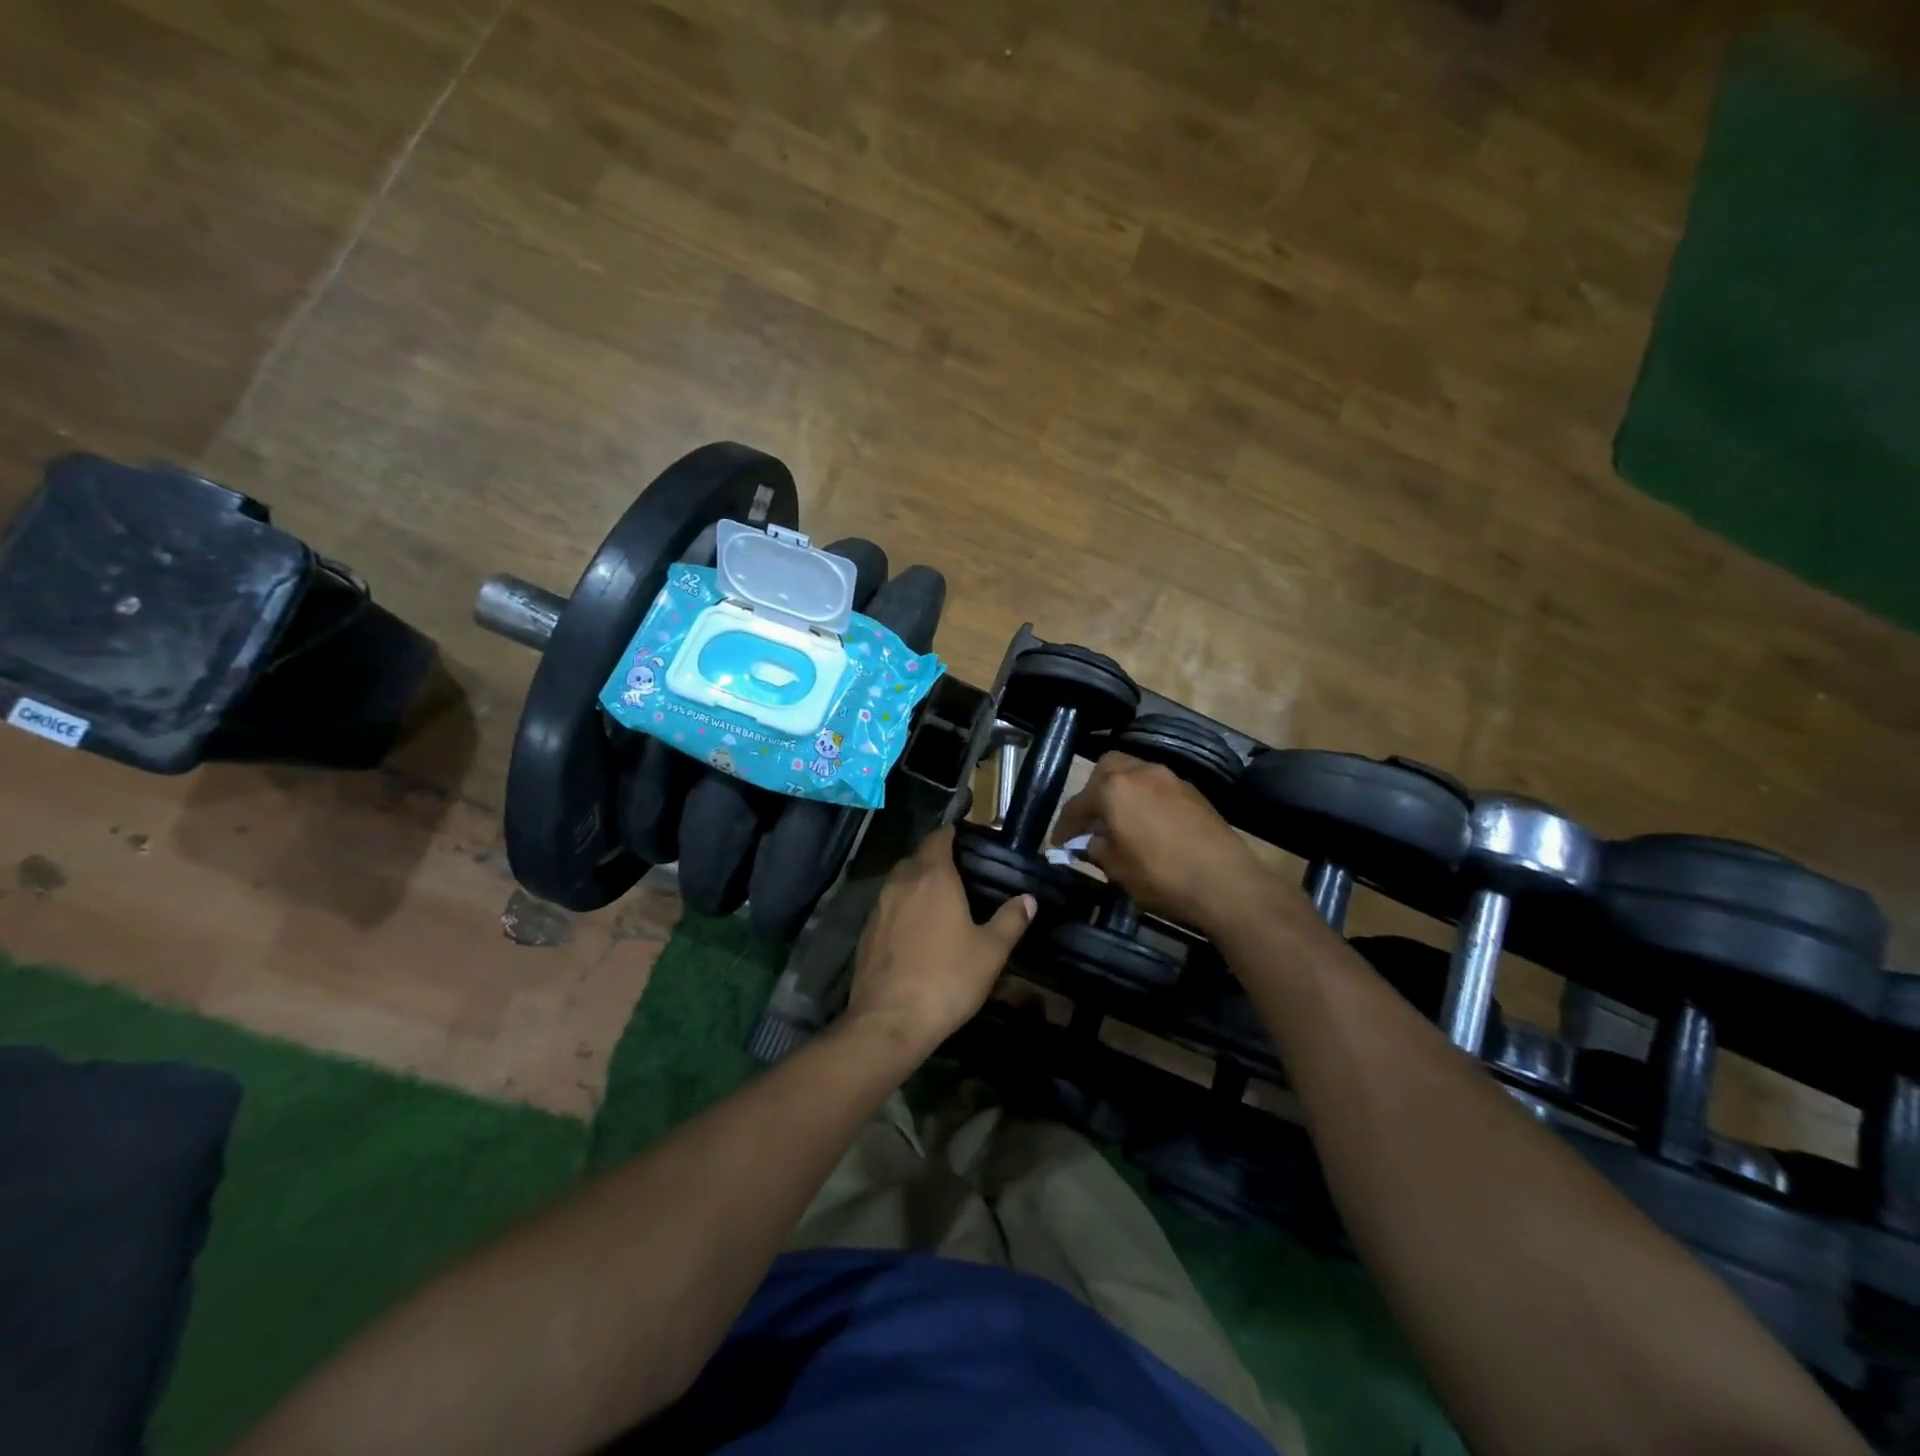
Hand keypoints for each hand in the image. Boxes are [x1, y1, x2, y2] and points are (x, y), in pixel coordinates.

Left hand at [845, 825, 1034, 1052]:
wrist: (889, 1020)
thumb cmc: (947, 979)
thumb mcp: (990, 952)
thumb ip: (1011, 921)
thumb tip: (1028, 899)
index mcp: (933, 877)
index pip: (939, 838)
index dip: (951, 834)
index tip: (965, 838)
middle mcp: (902, 882)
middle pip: (917, 857)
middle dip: (934, 858)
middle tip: (958, 872)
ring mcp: (879, 907)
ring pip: (899, 881)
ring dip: (916, 882)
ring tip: (938, 899)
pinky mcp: (866, 932)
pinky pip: (887, 906)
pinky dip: (902, 907)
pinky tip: (915, 929)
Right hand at [1054, 753, 1271, 934]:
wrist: (1226, 883)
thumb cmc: (1162, 876)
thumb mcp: (1118, 870)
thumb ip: (1097, 850)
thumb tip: (1091, 842)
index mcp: (1114, 788)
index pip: (1078, 804)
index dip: (1065, 827)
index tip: (1059, 844)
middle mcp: (1140, 772)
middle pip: (1107, 770)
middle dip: (1094, 792)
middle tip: (1092, 820)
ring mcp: (1170, 778)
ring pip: (1135, 774)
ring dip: (1123, 793)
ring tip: (1121, 822)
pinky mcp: (1193, 791)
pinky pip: (1157, 787)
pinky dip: (1146, 799)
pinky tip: (1149, 825)